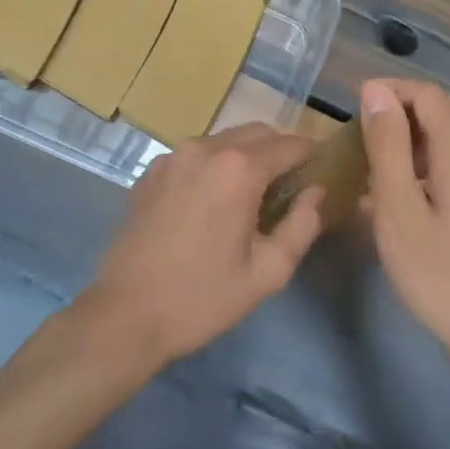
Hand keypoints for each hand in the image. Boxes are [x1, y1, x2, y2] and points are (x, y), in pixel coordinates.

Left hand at [75, 124, 324, 373]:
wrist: (125, 315)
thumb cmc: (203, 297)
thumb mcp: (268, 271)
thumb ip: (302, 225)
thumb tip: (316, 192)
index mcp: (238, 169)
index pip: (291, 144)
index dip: (313, 156)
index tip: (324, 173)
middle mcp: (205, 148)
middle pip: (258, 133)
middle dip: (281, 152)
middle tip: (292, 187)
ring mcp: (173, 156)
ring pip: (225, 140)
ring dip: (247, 156)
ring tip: (253, 195)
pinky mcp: (151, 171)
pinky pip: (196, 155)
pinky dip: (215, 166)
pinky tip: (214, 202)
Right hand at [359, 79, 449, 376]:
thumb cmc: (440, 275)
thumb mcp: (398, 210)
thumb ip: (388, 146)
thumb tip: (377, 92)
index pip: (428, 94)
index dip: (391, 91)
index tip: (356, 107)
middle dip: (411, 108)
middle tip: (374, 134)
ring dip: (427, 134)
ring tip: (388, 166)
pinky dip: (442, 159)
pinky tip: (417, 197)